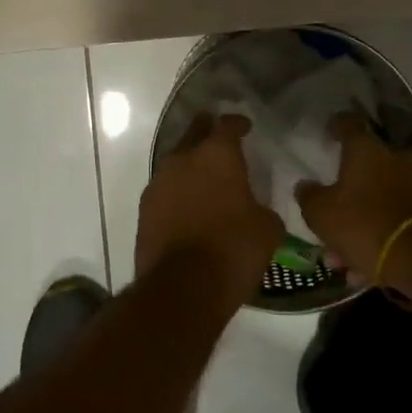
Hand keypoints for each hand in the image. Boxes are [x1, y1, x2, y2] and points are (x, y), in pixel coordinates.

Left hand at [136, 114, 283, 303]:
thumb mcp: (267, 229)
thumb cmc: (233, 250)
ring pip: (176, 162)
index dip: (238, 124)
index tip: (246, 126)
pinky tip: (187, 204)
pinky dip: (177, 192)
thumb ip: (262, 208)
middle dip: (206, 131)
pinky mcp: (144, 209)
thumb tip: (256, 210)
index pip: (228, 125)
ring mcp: (159, 183)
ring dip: (189, 164)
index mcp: (217, 155)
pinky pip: (165, 190)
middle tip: (218, 137)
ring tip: (204, 176)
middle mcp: (183, 159)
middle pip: (195, 133)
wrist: (182, 288)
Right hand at [295, 112, 411, 283]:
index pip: (348, 124)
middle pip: (364, 168)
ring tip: (341, 258)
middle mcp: (395, 159)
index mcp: (366, 149)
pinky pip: (394, 220)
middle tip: (329, 215)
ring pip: (378, 200)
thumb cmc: (364, 224)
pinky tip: (363, 269)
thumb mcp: (321, 213)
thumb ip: (309, 196)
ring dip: (360, 223)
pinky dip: (378, 238)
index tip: (328, 132)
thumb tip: (305, 185)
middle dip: (346, 192)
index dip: (335, 126)